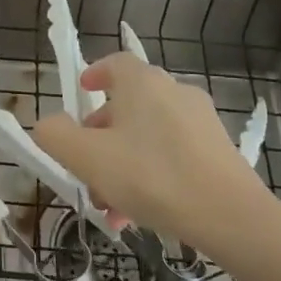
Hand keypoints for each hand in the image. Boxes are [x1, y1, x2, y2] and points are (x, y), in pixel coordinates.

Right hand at [33, 51, 273, 245]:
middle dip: (101, 137)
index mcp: (142, 83)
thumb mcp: (86, 158)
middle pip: (128, 105)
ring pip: (148, 135)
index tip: (82, 93)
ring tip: (111, 205)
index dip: (93, 75)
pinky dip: (152, 173)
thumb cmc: (151, 177)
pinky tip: (142, 213)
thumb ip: (56, 135)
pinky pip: (173, 154)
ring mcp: (201, 121)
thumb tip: (49, 123)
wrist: (231, 217)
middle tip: (86, 167)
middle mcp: (174, 91)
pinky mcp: (219, 150)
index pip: (114, 63)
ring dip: (123, 162)